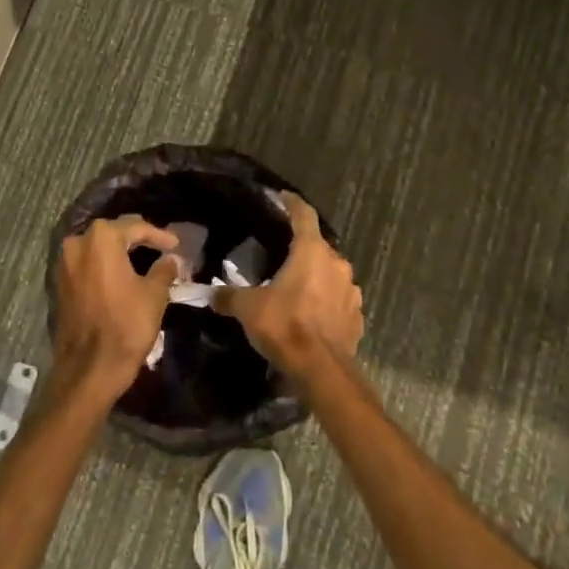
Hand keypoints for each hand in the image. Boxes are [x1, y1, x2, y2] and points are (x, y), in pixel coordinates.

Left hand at [53, 215, 180, 398]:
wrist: (89, 368)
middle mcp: (77, 244)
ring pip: (98, 249)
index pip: (136, 227)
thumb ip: (164, 269)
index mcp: (102, 239)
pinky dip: (105, 266)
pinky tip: (123, 275)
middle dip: (137, 238)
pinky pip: (87, 265)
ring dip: (119, 252)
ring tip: (144, 259)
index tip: (176, 244)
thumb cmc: (126, 325)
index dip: (159, 235)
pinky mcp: (60, 285)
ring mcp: (64, 264)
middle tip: (160, 247)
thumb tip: (170, 259)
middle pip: (113, 233)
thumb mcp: (154, 294)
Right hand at [212, 191, 362, 381]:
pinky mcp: (357, 315)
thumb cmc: (285, 326)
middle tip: (281, 256)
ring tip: (296, 289)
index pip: (304, 215)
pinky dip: (326, 302)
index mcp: (311, 252)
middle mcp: (337, 264)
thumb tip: (212, 294)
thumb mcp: (248, 308)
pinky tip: (312, 315)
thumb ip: (229, 296)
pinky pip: (339, 301)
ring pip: (330, 274)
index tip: (283, 197)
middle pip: (318, 247)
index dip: (292, 204)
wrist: (322, 370)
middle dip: (301, 249)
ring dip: (316, 278)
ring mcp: (351, 291)